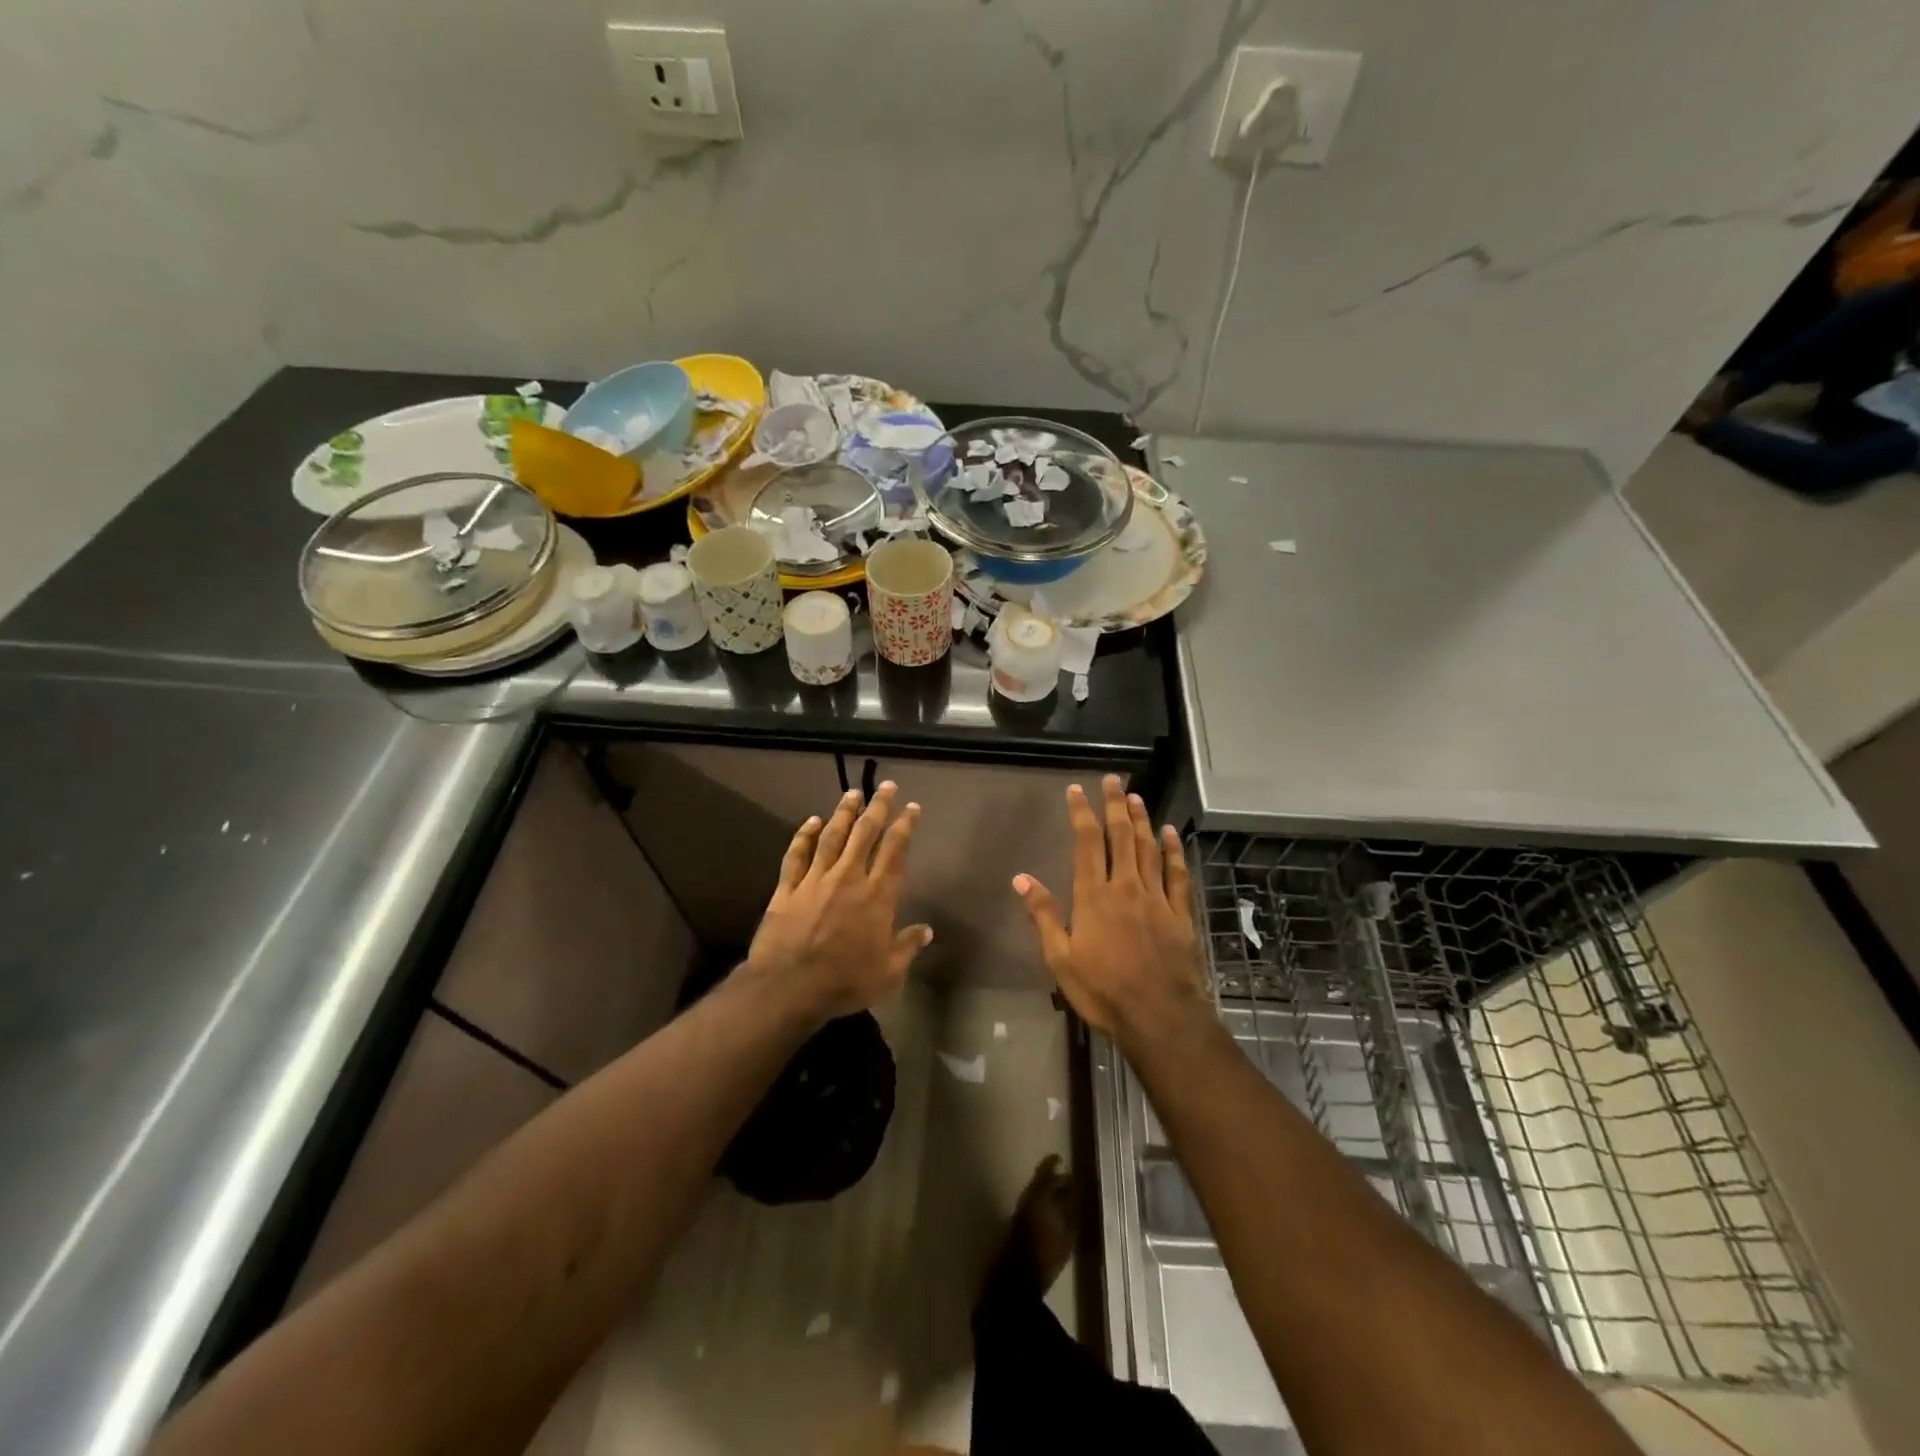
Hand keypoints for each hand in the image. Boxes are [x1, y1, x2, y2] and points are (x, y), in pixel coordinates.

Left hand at [747, 782, 932, 1019]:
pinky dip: (804, 835)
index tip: (911, 808)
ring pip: (832, 836)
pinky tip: (810, 821)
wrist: (790, 987)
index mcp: (877, 895)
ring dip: (843, 813)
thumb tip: (927, 931)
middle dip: (877, 807)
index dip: (904, 826)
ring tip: (851, 793)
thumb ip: (907, 947)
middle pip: (865, 833)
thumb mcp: (887, 972)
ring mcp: (815, 879)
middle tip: (885, 786)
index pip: (895, 851)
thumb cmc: (845, 982)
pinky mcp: (788, 888)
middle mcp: (848, 878)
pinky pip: (797, 855)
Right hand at [1012, 776, 1208, 1041]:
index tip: (1077, 790)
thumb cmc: (1102, 990)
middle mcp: (1126, 887)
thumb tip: (1021, 878)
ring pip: (1150, 849)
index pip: (1087, 843)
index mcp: (1094, 896)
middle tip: (1113, 780)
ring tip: (1137, 798)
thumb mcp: (1060, 958)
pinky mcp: (1180, 914)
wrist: (1159, 1017)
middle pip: (1122, 836)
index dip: (1082, 813)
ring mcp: (1157, 898)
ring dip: (1143, 821)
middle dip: (1115, 806)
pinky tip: (1171, 834)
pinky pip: (1177, 874)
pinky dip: (1173, 851)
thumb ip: (1043, 915)